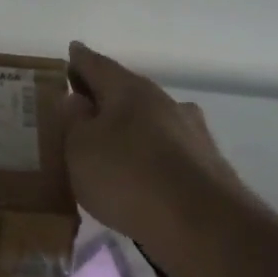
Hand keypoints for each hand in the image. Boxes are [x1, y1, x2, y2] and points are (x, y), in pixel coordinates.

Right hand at [61, 42, 259, 259]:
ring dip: (130, 129)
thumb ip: (74, 122)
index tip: (71, 52)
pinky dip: (149, 156)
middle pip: (127, 92)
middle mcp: (164, 102)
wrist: (201, 223)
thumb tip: (77, 100)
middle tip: (82, 109)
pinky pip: (167, 152)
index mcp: (130, 90)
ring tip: (110, 148)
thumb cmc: (127, 177)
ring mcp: (191, 132)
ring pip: (151, 122)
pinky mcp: (206, 164)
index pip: (97, 65)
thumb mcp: (79, 149)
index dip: (80, 60)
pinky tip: (140, 175)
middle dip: (105, 98)